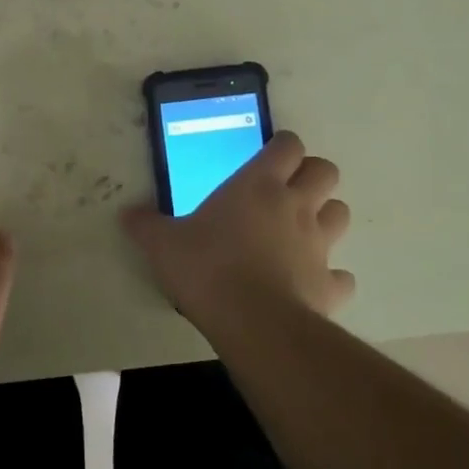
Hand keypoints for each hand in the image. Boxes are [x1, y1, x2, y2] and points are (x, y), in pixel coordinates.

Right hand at [121, 131, 354, 338]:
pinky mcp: (330, 285)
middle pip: (326, 172)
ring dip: (325, 218)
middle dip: (311, 176)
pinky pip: (341, 275)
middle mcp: (296, 206)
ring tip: (300, 232)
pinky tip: (310, 283)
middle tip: (286, 191)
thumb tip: (127, 214)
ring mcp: (319, 245)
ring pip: (340, 215)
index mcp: (258, 185)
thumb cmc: (207, 268)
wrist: (253, 323)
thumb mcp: (163, 244)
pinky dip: (330, 276)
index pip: (288, 146)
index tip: (268, 156)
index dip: (283, 147)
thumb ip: (146, 225)